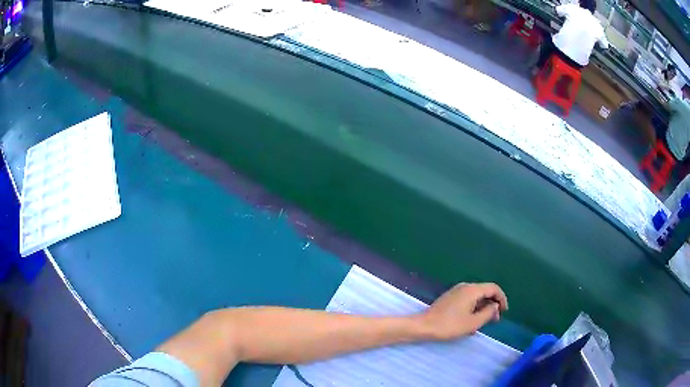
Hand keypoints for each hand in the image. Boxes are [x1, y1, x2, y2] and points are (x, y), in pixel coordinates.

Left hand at [417, 283, 507, 340]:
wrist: (424, 326)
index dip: (502, 299)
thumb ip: (488, 313)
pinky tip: (472, 322)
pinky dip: (474, 308)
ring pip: (476, 297)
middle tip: (495, 320)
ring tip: (484, 323)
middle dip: (492, 304)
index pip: (493, 288)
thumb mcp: (473, 322)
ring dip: (483, 308)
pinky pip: (467, 300)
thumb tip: (495, 306)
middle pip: (485, 292)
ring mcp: (456, 291)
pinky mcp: (450, 298)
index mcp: (472, 290)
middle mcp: (465, 286)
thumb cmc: (449, 325)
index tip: (504, 311)